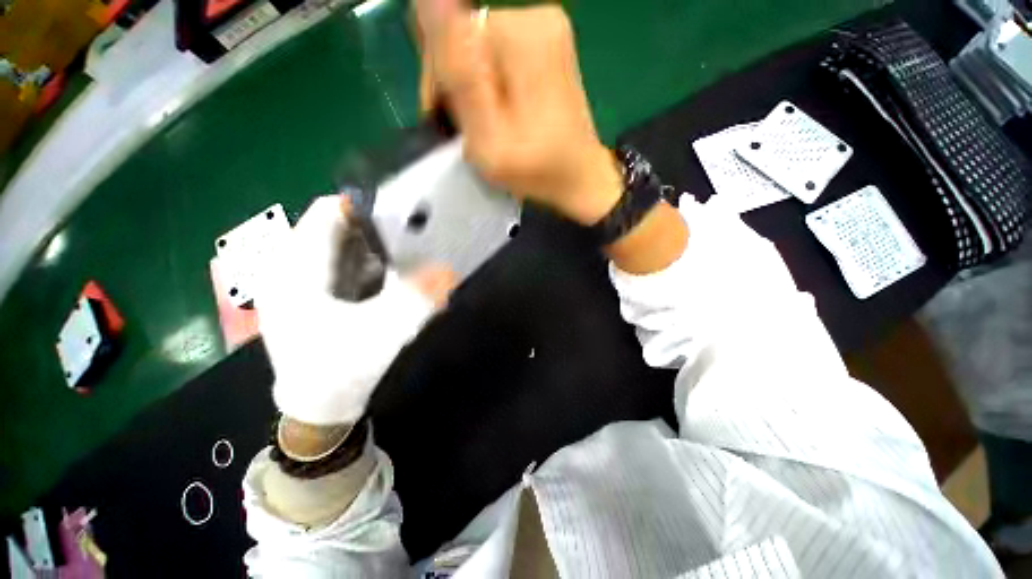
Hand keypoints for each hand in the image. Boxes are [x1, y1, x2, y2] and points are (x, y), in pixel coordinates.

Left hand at [258, 196, 455, 426]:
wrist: (319, 408)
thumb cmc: (340, 372)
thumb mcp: (382, 333)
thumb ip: (414, 299)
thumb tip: (449, 270)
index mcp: (296, 270)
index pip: (328, 212)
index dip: (367, 206)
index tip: (405, 212)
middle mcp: (293, 266)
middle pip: (338, 227)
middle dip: (377, 228)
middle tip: (415, 236)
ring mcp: (303, 280)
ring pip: (344, 244)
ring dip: (377, 246)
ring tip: (409, 252)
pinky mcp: (316, 292)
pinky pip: (346, 263)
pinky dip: (372, 262)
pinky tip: (393, 273)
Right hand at [416, 0, 622, 225]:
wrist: (578, 178)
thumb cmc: (535, 170)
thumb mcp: (489, 138)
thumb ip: (460, 75)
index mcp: (522, 36)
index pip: (449, 33)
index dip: (440, 81)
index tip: (452, 122)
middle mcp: (536, 18)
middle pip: (465, 37)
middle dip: (458, 84)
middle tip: (473, 130)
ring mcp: (545, 28)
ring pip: (478, 47)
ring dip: (473, 86)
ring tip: (489, 126)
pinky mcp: (546, 44)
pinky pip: (497, 55)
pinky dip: (490, 84)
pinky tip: (502, 112)